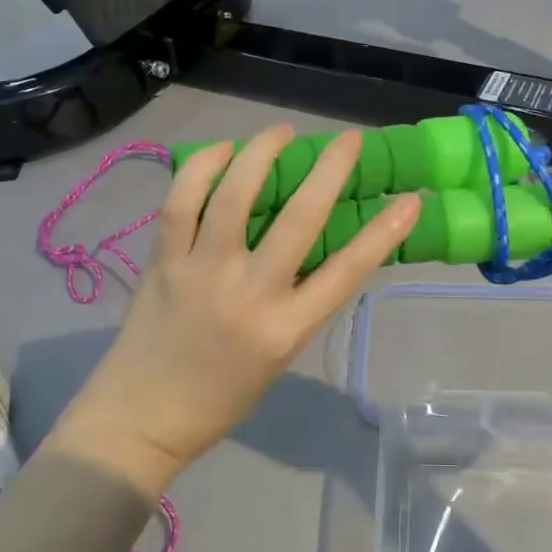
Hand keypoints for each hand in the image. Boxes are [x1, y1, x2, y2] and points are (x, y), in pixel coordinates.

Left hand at [51, 126, 419, 495]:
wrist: (141, 419)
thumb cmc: (222, 396)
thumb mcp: (279, 356)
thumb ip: (299, 302)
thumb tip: (315, 245)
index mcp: (285, 330)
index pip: (347, 272)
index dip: (384, 232)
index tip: (410, 199)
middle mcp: (248, 295)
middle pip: (298, 220)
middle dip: (330, 171)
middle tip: (348, 139)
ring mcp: (202, 273)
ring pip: (234, 197)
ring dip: (262, 153)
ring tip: (281, 131)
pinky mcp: (164, 261)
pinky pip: (181, 203)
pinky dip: (202, 168)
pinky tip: (222, 151)